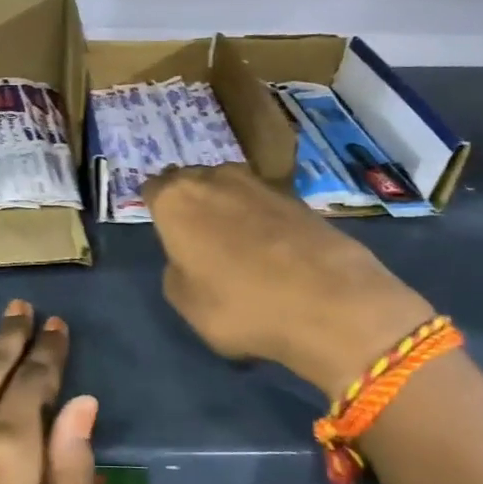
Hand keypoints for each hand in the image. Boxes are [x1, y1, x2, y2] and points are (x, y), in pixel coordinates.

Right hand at [143, 164, 433, 397]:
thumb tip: (189, 258)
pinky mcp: (298, 197)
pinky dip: (261, 219)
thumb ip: (177, 270)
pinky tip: (270, 249)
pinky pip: (264, 203)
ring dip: (227, 208)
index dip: (157, 210)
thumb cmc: (239, 304)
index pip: (153, 190)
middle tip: (196, 237)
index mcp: (176, 199)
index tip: (164, 232)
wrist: (329, 302)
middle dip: (192, 203)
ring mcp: (260, 183)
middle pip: (192, 182)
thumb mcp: (185, 303)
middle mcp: (214, 178)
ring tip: (235, 242)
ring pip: (229, 189)